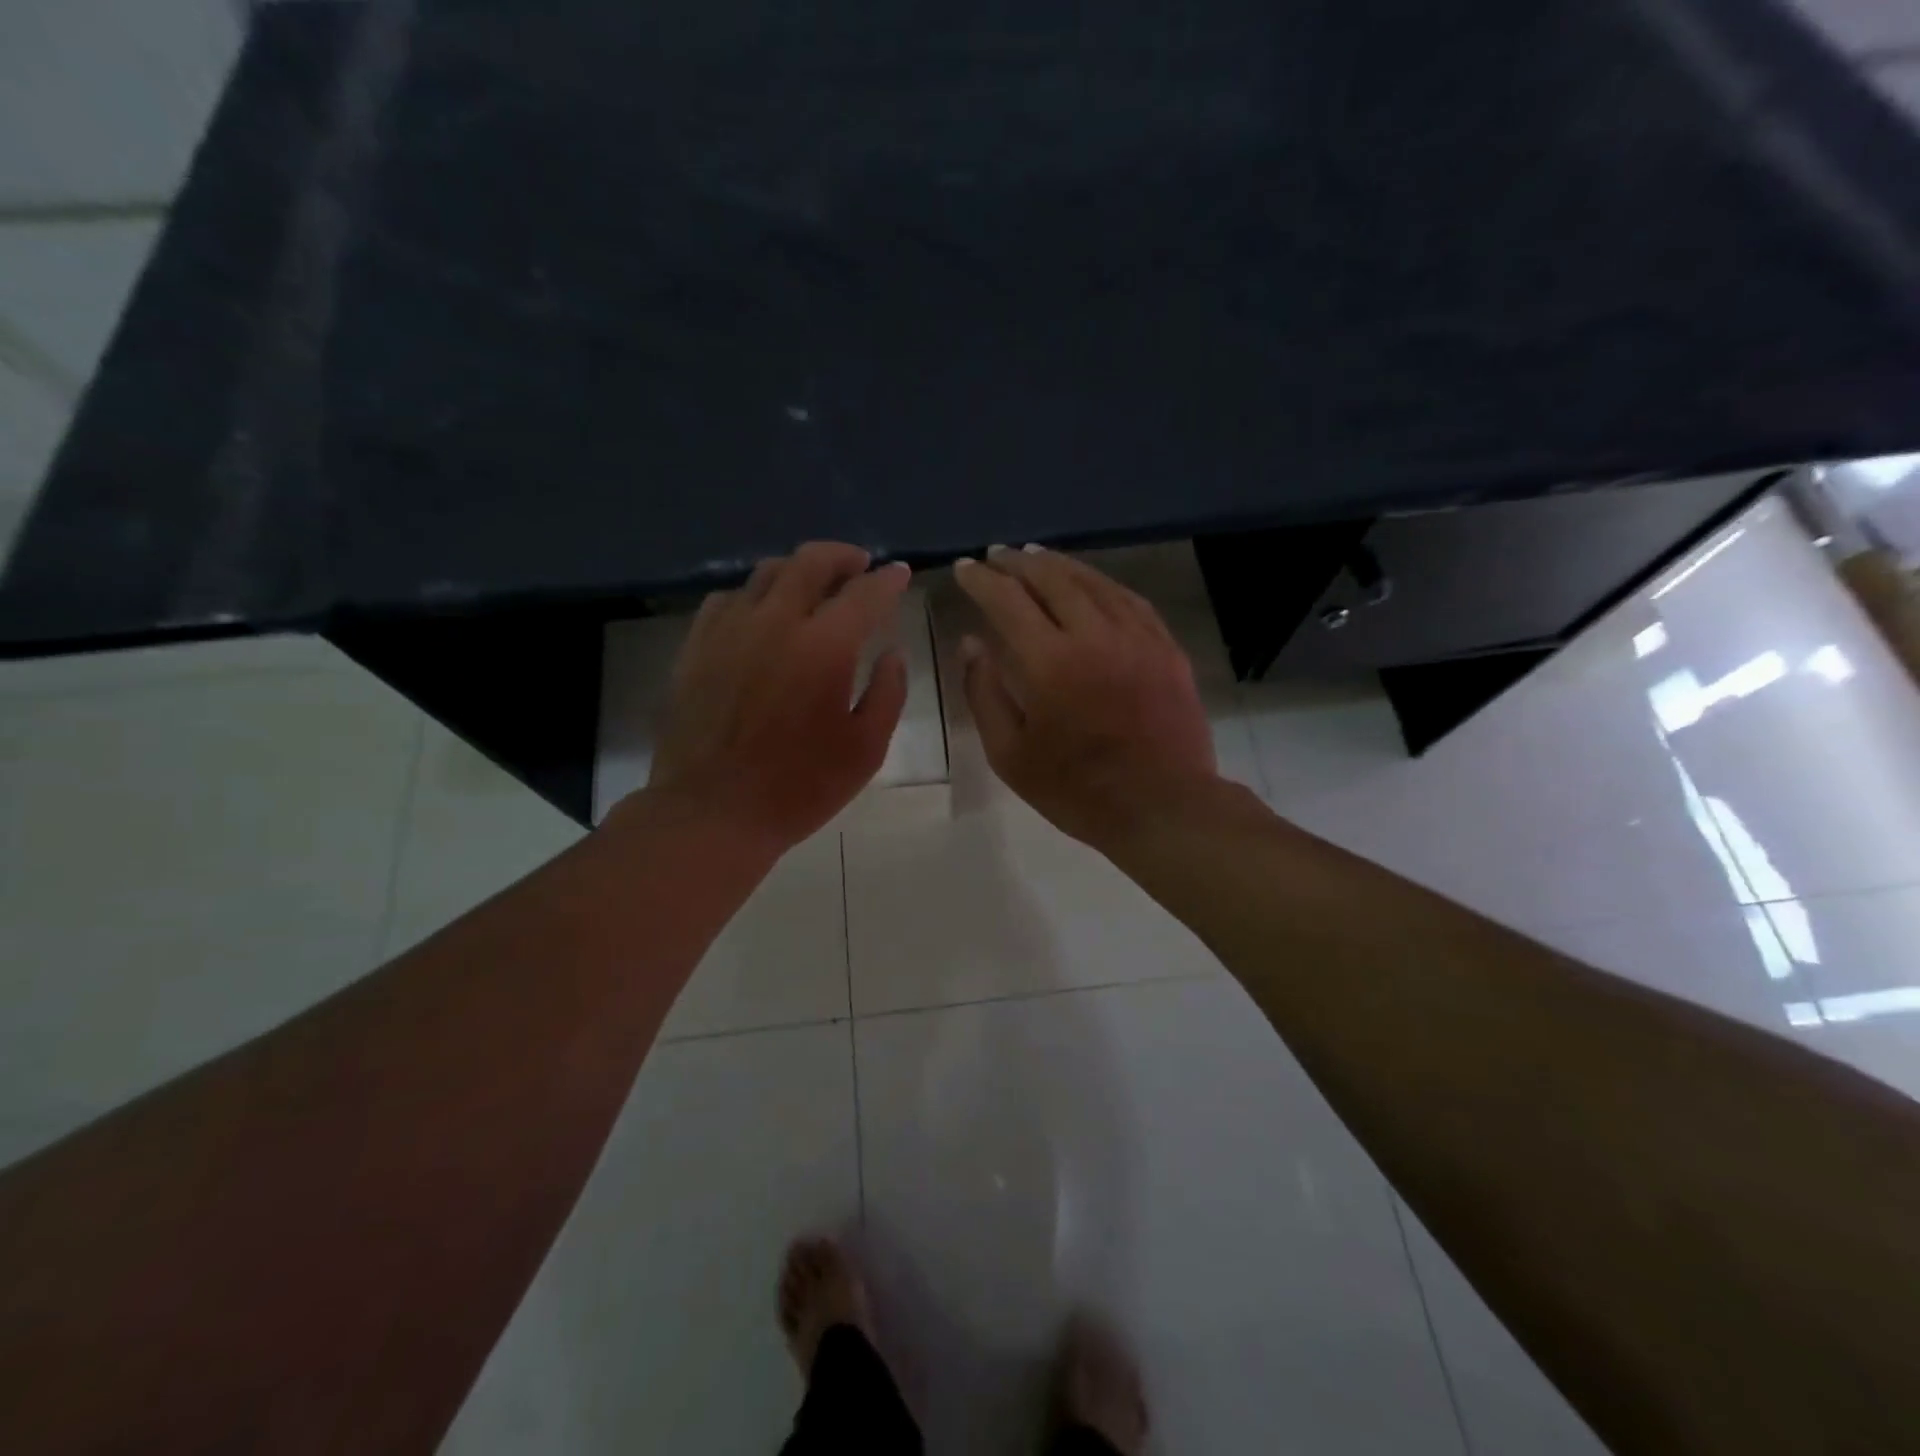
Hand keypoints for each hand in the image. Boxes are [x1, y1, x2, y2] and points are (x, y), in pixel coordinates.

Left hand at [647, 542, 911, 850]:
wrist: (712, 812)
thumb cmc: (799, 787)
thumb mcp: (866, 749)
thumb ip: (888, 693)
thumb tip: (892, 653)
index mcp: (824, 646)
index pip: (864, 594)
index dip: (888, 580)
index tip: (901, 573)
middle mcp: (775, 622)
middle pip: (810, 562)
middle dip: (842, 556)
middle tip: (859, 565)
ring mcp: (729, 630)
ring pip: (766, 573)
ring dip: (798, 570)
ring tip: (814, 585)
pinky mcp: (697, 646)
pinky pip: (727, 599)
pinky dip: (754, 595)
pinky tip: (762, 613)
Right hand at [954, 545, 1217, 846]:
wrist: (1164, 806)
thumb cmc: (1077, 790)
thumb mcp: (1010, 755)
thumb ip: (985, 693)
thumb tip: (971, 643)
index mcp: (1049, 662)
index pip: (1007, 600)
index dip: (980, 580)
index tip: (964, 568)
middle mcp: (1093, 634)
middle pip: (1051, 579)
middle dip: (1018, 562)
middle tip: (997, 555)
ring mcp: (1136, 637)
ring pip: (1093, 581)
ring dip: (1059, 564)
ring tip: (1036, 557)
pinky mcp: (1166, 647)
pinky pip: (1130, 599)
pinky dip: (1102, 583)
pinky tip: (1091, 583)